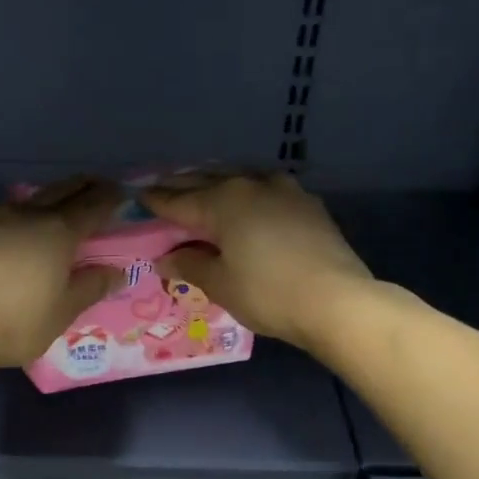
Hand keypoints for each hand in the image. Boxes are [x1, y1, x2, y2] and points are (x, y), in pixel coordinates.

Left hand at [0, 178, 123, 370]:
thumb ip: (91, 287)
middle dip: (82, 186)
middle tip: (95, 185)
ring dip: (45, 197)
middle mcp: (28, 216)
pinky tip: (2, 222)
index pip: (92, 206)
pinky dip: (7, 213)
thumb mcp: (63, 312)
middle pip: (61, 191)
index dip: (109, 197)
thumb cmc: (17, 321)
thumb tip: (116, 271)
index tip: (121, 192)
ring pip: (26, 198)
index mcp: (59, 232)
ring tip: (52, 203)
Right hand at [142, 172, 372, 352]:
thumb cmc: (268, 294)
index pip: (180, 200)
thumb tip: (167, 258)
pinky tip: (247, 200)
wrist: (337, 301)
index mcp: (223, 202)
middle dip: (183, 185)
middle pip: (208, 181)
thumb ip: (190, 266)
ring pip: (240, 178)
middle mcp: (251, 185)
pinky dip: (247, 192)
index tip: (140, 197)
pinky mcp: (308, 204)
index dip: (158, 201)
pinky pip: (266, 189)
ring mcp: (284, 191)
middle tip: (163, 186)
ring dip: (217, 181)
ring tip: (202, 186)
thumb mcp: (221, 285)